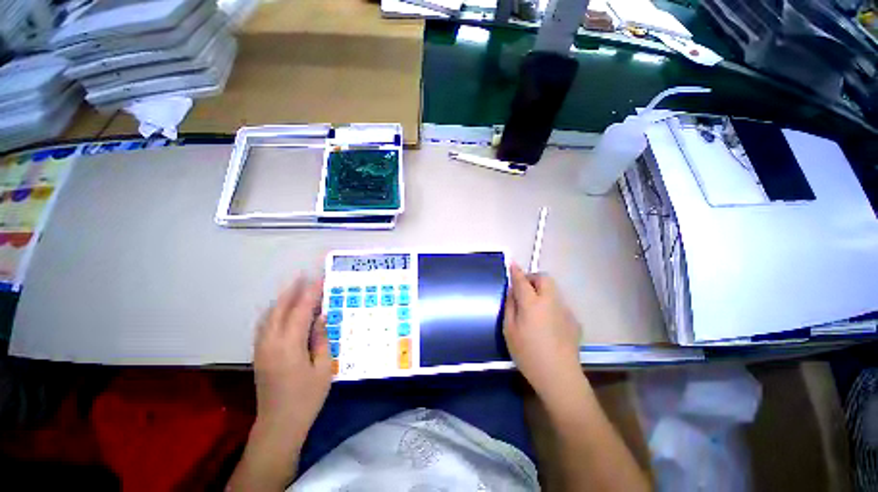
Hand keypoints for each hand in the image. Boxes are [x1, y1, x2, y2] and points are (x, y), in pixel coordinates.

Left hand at [253, 276, 331, 442]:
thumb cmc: (307, 398)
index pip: (301, 311)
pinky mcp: (259, 354)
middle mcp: (271, 343)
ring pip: (269, 316)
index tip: (320, 279)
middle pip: (280, 309)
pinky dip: (275, 311)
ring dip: (282, 299)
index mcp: (289, 346)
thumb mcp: (323, 368)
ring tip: (295, 287)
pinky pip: (265, 325)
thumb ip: (321, 339)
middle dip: (292, 291)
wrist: (279, 425)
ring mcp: (261, 348)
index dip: (311, 293)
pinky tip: (283, 309)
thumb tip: (321, 317)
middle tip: (304, 276)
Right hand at [503, 263, 582, 398]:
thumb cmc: (528, 354)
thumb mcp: (509, 331)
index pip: (522, 280)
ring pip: (553, 290)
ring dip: (542, 291)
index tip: (512, 264)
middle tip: (524, 290)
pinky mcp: (573, 320)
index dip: (516, 271)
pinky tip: (547, 323)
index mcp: (532, 304)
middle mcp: (550, 301)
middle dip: (533, 278)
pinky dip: (550, 304)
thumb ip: (510, 307)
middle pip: (544, 278)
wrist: (559, 376)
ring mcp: (565, 310)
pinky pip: (559, 304)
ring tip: (535, 308)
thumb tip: (512, 292)